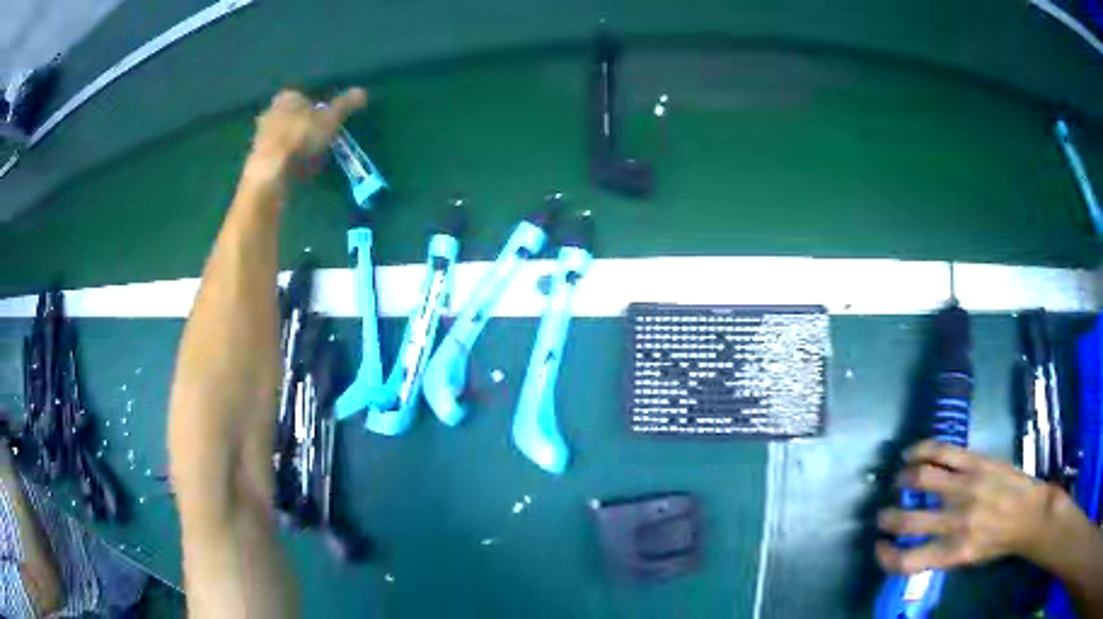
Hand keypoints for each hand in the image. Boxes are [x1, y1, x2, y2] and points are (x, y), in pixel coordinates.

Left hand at [246, 88, 366, 182]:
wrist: (271, 170)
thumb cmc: (301, 136)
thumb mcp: (331, 118)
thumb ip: (345, 105)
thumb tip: (362, 91)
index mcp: (287, 96)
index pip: (304, 96)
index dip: (316, 108)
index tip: (327, 121)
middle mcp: (270, 111)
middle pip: (292, 116)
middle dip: (304, 125)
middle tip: (320, 139)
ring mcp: (260, 135)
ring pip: (283, 135)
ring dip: (295, 143)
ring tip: (310, 157)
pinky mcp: (258, 157)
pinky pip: (278, 154)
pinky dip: (287, 159)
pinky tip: (297, 168)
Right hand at [875, 440, 1063, 573]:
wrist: (1029, 512)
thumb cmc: (998, 543)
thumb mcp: (968, 559)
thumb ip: (941, 553)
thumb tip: (914, 547)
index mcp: (953, 552)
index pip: (906, 561)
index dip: (885, 556)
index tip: (880, 548)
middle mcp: (956, 521)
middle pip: (908, 520)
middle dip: (887, 518)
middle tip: (883, 515)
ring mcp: (967, 487)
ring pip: (922, 478)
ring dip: (903, 480)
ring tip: (899, 480)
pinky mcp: (976, 462)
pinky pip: (943, 451)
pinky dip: (921, 450)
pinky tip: (911, 453)